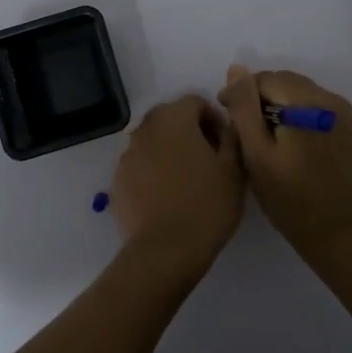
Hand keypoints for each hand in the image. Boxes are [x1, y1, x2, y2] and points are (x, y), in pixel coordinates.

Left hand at [108, 96, 245, 279]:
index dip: (214, 118)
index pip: (195, 102)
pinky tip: (168, 197)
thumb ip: (232, 137)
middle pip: (170, 119)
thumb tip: (227, 126)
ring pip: (153, 142)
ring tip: (188, 180)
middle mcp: (145, 129)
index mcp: (173, 119)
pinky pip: (140, 166)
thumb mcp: (234, 169)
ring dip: (170, 151)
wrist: (165, 251)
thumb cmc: (207, 204)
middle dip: (190, 132)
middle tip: (209, 159)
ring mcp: (127, 156)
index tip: (225, 143)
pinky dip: (154, 172)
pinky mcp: (117, 181)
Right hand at [217, 64, 351, 258]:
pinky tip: (286, 143)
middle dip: (259, 98)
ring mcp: (343, 113)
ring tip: (261, 137)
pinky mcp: (348, 128)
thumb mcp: (258, 155)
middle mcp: (330, 99)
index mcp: (308, 103)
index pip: (265, 79)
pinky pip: (314, 108)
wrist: (342, 234)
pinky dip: (295, 116)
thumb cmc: (292, 200)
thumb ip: (245, 108)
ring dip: (277, 106)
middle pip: (284, 83)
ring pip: (299, 94)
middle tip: (241, 130)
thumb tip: (236, 69)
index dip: (241, 93)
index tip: (225, 117)